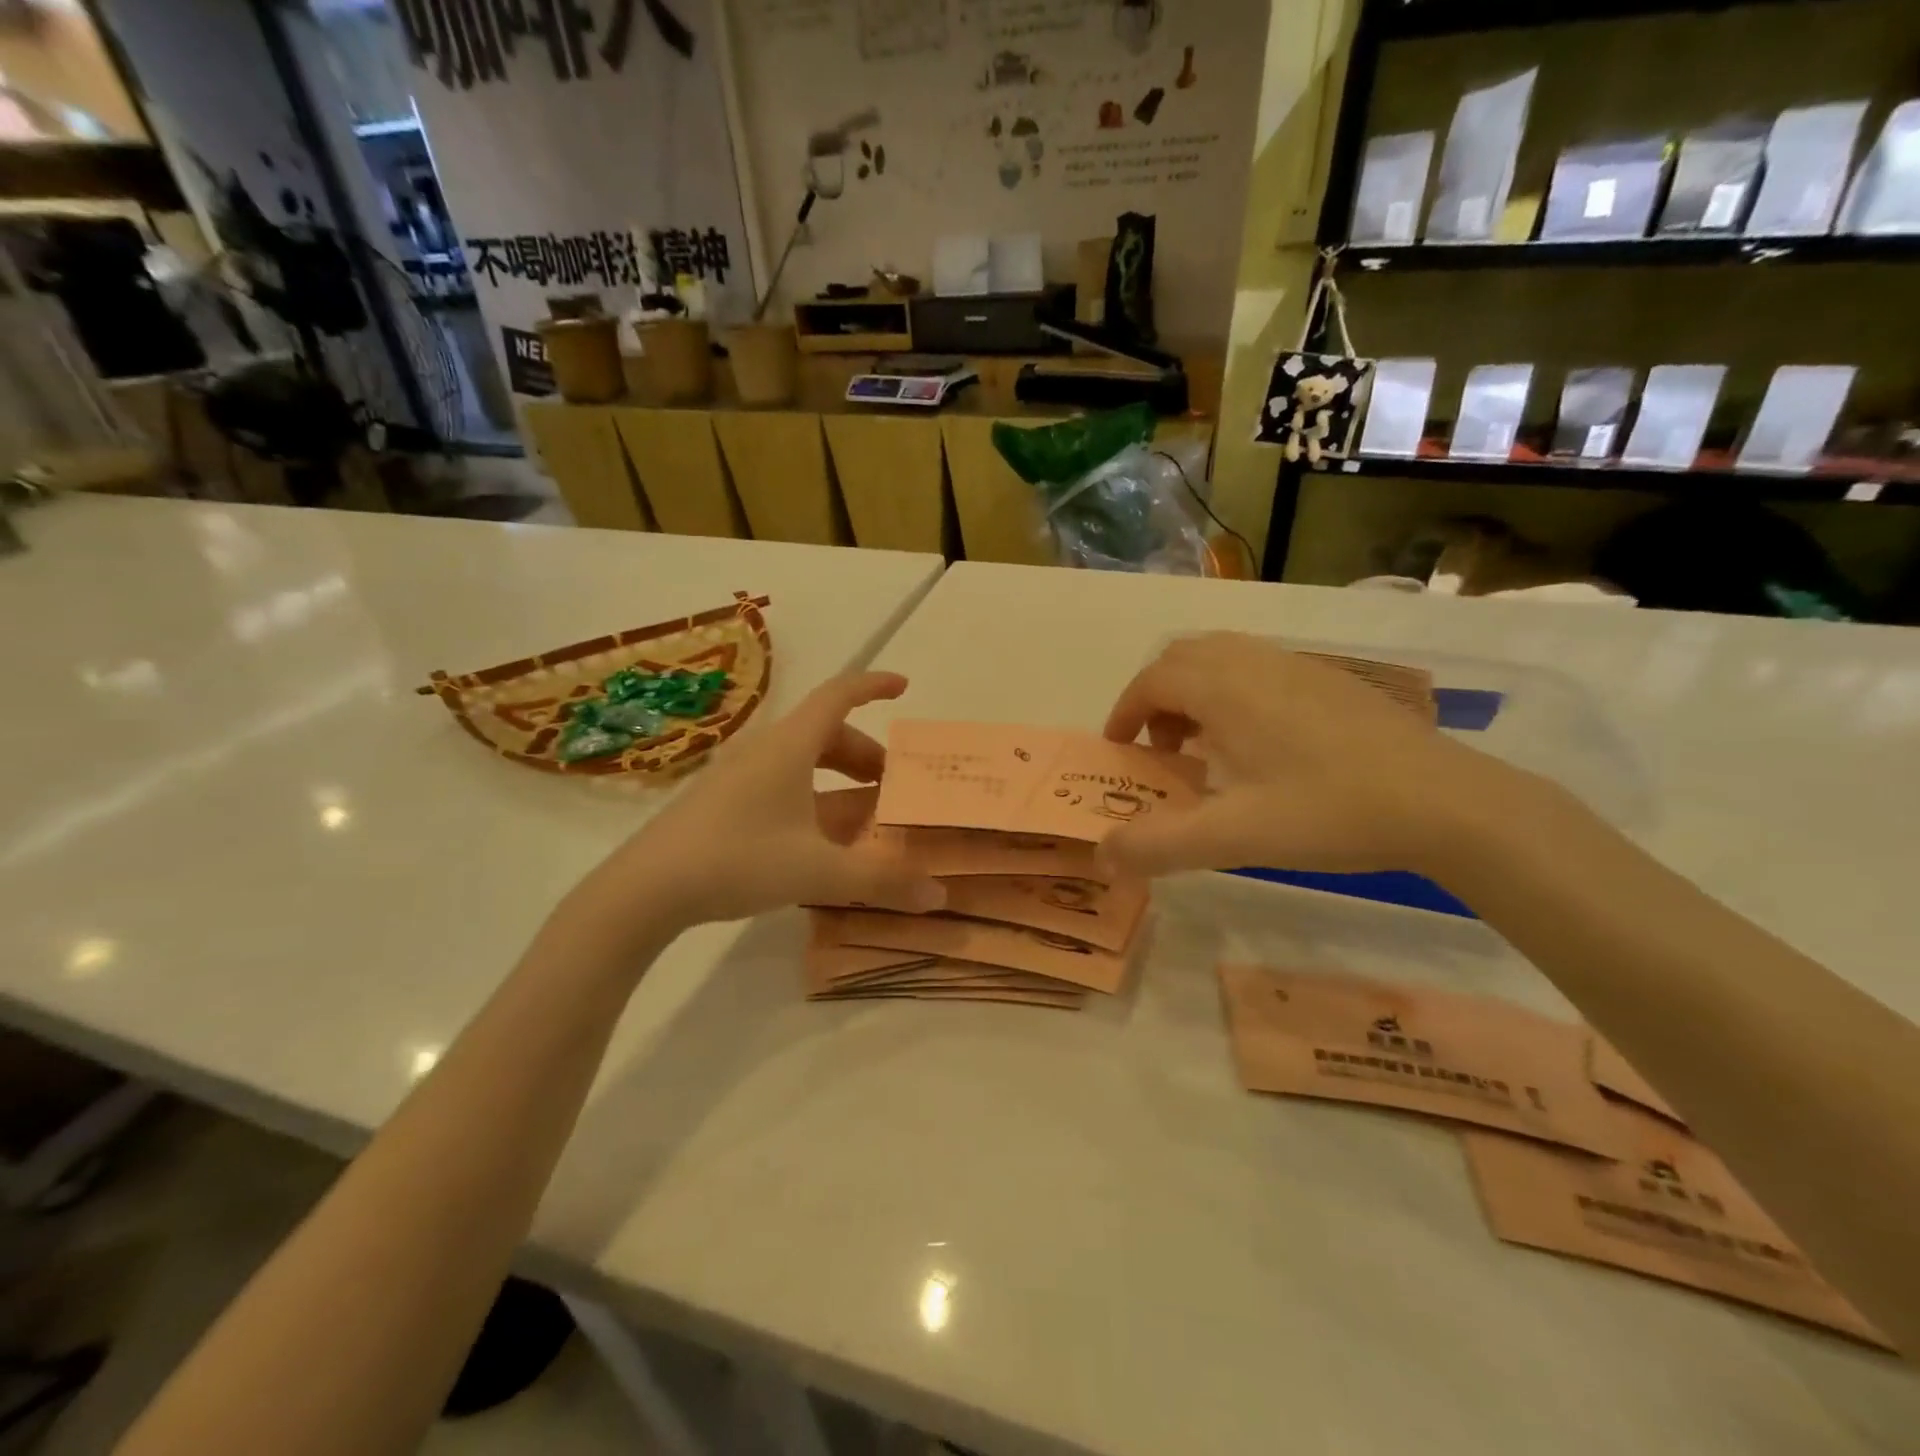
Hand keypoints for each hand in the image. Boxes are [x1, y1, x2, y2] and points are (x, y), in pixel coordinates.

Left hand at [566, 672, 944, 939]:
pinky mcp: (721, 799)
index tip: (904, 687)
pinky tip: (817, 835)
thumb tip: (939, 895)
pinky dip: (811, 794)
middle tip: (891, 784)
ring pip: (801, 758)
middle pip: (824, 732)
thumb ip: (881, 881)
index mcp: (790, 747)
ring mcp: (739, 774)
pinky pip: (780, 780)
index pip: (838, 696)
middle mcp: (764, 750)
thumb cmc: (738, 861)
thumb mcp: (818, 872)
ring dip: (837, 774)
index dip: (873, 686)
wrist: (645, 889)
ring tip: (861, 810)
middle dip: (864, 752)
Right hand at [1100, 633, 1510, 876]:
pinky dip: (1232, 692)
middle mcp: (1254, 663)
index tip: (1119, 748)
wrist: (1445, 802)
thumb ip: (1160, 845)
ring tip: (1205, 747)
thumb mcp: (1234, 837)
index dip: (1125, 710)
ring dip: (1194, 693)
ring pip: (1221, 657)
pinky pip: (1257, 667)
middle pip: (1182, 658)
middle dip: (1156, 698)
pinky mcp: (1329, 679)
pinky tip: (1259, 744)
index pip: (1153, 680)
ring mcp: (1296, 665)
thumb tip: (1103, 855)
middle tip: (1161, 750)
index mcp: (1224, 689)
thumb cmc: (1330, 811)